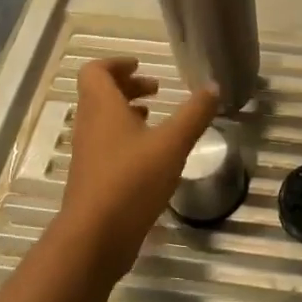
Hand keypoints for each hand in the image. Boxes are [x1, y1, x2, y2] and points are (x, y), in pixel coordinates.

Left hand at [58, 57, 217, 280]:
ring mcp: (88, 155)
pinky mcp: (92, 179)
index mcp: (102, 108)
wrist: (95, 238)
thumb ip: (194, 114)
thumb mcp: (172, 144)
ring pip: (103, 121)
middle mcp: (89, 126)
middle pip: (99, 94)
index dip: (117, 64)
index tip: (142, 66)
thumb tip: (213, 87)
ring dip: (126, 113)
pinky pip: (106, 146)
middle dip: (127, 87)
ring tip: (155, 119)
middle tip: (156, 90)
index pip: (95, 71)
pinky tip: (151, 156)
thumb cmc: (131, 181)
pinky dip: (126, 139)